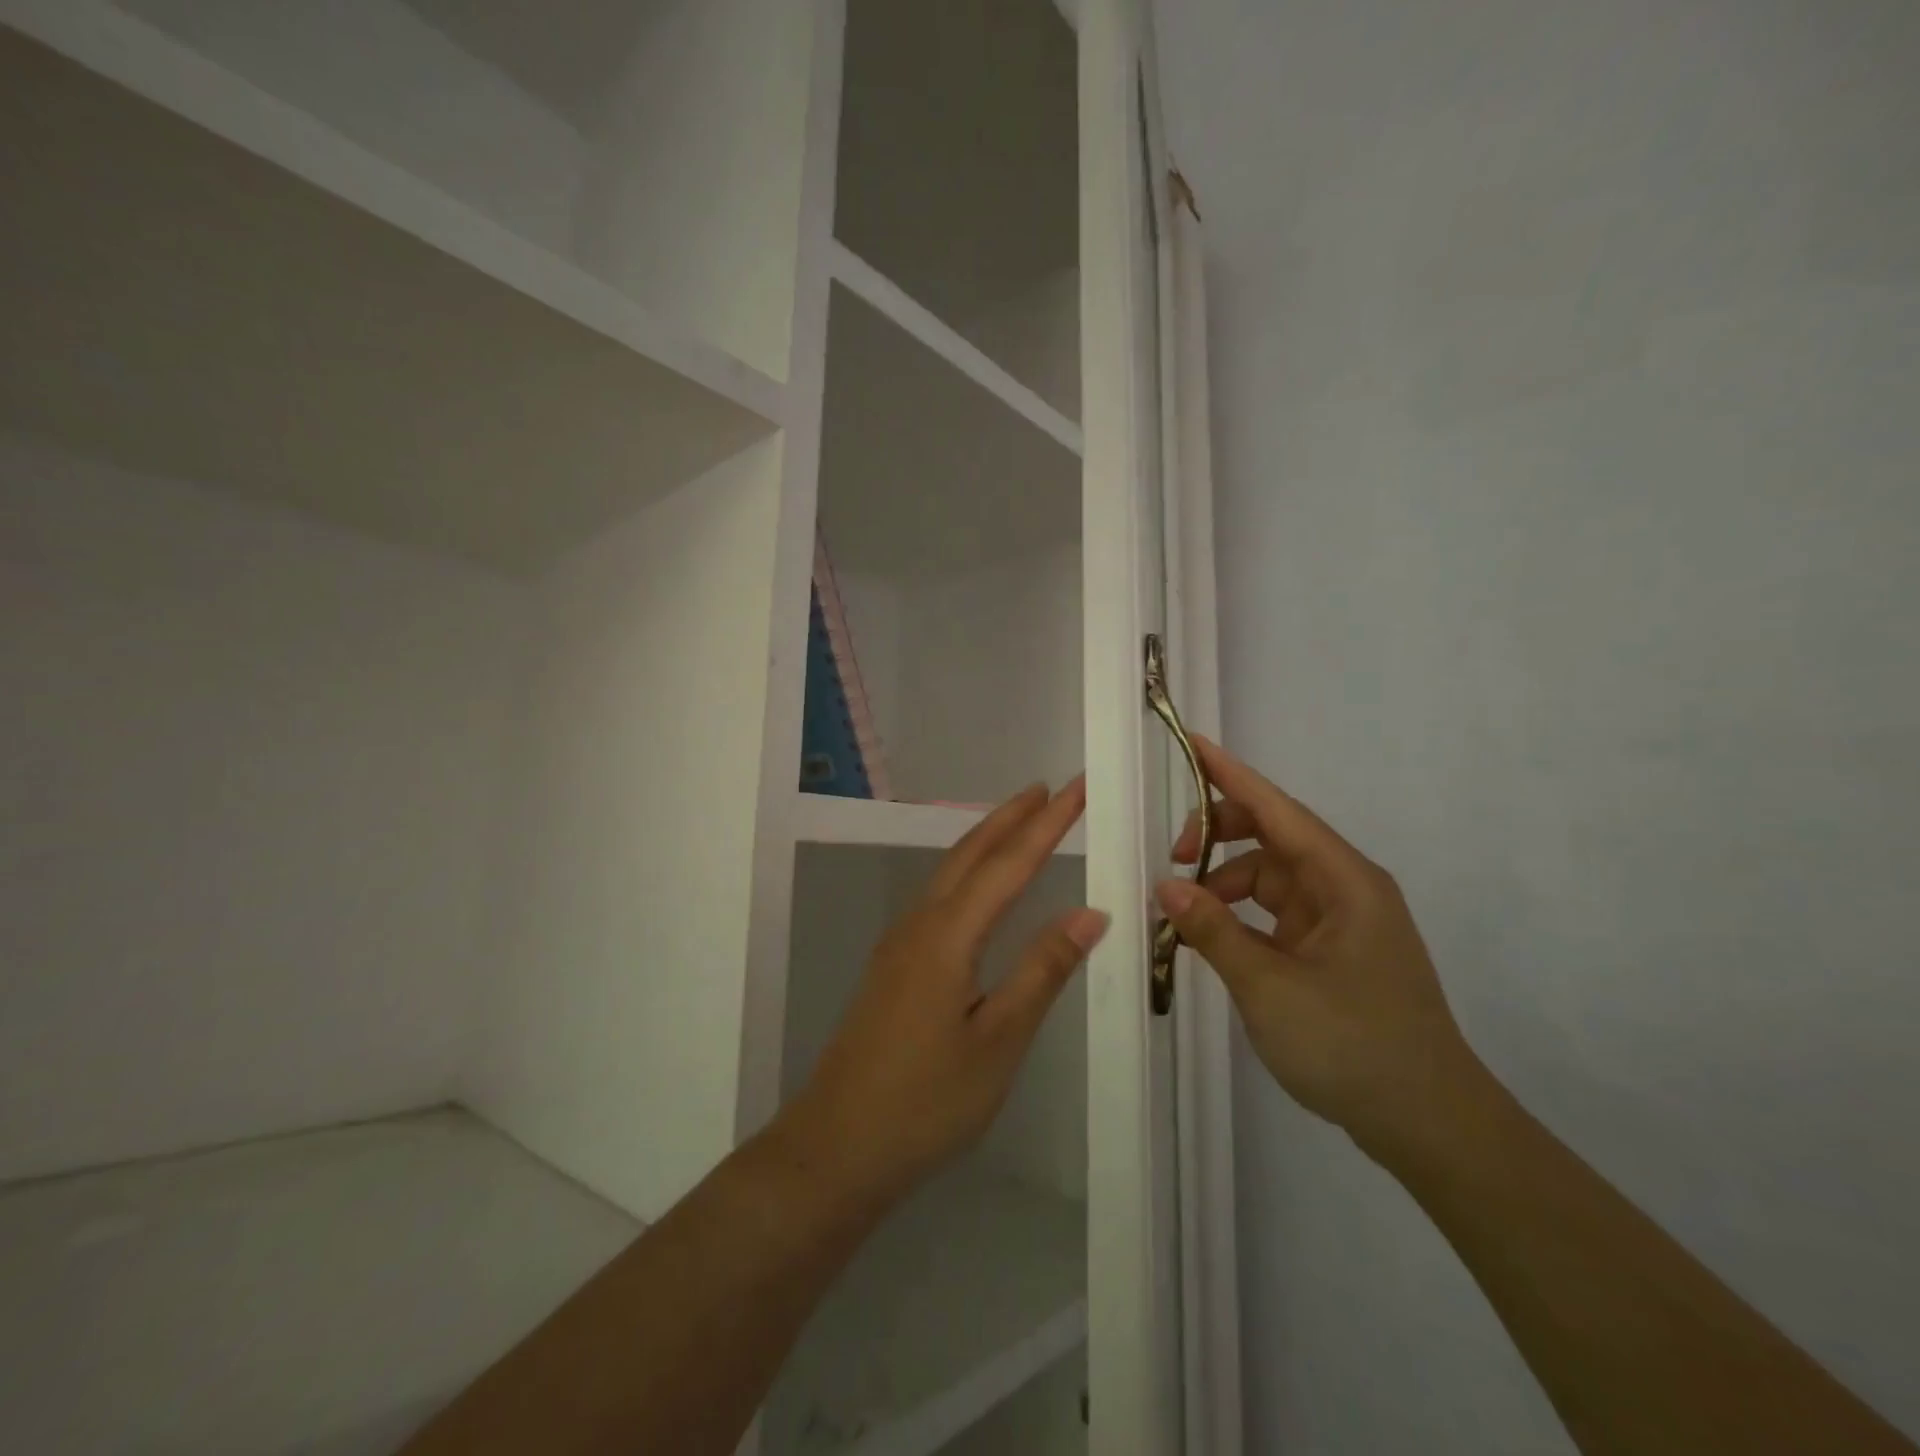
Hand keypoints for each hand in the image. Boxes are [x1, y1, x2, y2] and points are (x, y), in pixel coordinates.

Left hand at [779, 779, 1107, 1208]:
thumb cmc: (926, 1101)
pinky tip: (979, 887)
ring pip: (949, 872)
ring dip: (987, 840)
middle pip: (971, 853)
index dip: (1048, 824)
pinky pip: (938, 897)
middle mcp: (920, 924)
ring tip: (1020, 821)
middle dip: (1011, 817)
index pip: (1009, 864)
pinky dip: (968, 872)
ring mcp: (899, 943)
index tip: (1077, 787)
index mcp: (948, 935)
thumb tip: (1089, 913)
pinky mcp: (893, 964)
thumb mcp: (998, 1041)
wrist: (836, 1146)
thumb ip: (1042, 971)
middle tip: (1048, 789)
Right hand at [1159, 737, 1479, 1155]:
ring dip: (1224, 884)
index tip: (1193, 744)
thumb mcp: (1270, 986)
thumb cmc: (1353, 1045)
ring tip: (1181, 914)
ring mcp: (1339, 921)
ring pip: (1269, 877)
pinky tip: (1210, 937)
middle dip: (1219, 837)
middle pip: (1272, 837)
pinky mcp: (1332, 951)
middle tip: (1172, 859)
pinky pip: (1275, 913)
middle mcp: (1344, 889)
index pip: (1278, 810)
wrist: (1429, 1124)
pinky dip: (1239, 916)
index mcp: (1343, 881)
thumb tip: (1166, 886)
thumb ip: (1213, 931)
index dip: (1232, 775)